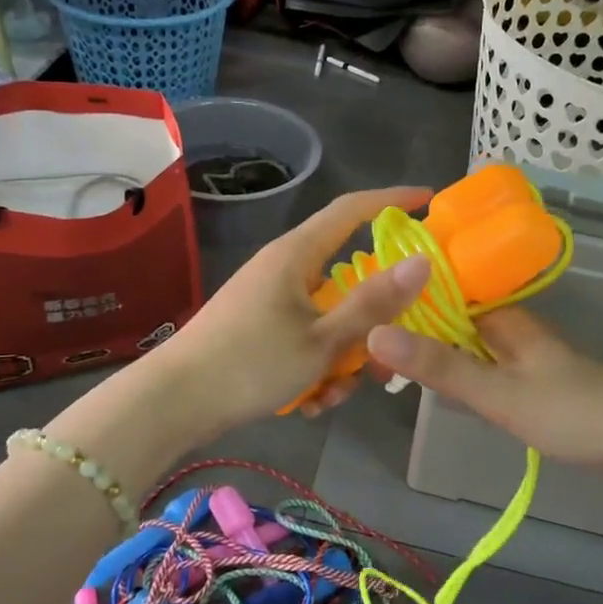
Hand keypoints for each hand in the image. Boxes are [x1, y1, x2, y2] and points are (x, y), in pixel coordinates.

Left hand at [149, 187, 434, 436]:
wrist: (173, 403)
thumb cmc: (251, 362)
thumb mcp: (323, 339)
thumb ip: (374, 302)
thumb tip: (422, 262)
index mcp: (297, 255)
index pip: (353, 210)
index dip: (392, 200)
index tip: (429, 201)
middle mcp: (285, 270)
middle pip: (348, 281)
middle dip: (371, 322)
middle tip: (386, 357)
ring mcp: (270, 301)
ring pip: (329, 320)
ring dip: (341, 358)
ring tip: (331, 395)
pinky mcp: (259, 330)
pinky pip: (305, 340)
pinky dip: (315, 369)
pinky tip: (307, 402)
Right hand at [365, 307, 602, 469]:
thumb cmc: (571, 411)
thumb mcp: (497, 392)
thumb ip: (439, 367)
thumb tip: (374, 333)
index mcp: (502, 316)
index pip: (440, 295)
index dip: (402, 304)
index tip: (362, 318)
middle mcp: (510, 326)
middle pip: (450, 320)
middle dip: (414, 333)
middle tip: (368, 353)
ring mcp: (523, 352)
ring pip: (466, 345)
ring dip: (435, 354)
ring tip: (390, 369)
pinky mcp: (531, 378)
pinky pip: (482, 365)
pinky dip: (458, 373)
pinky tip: (441, 390)